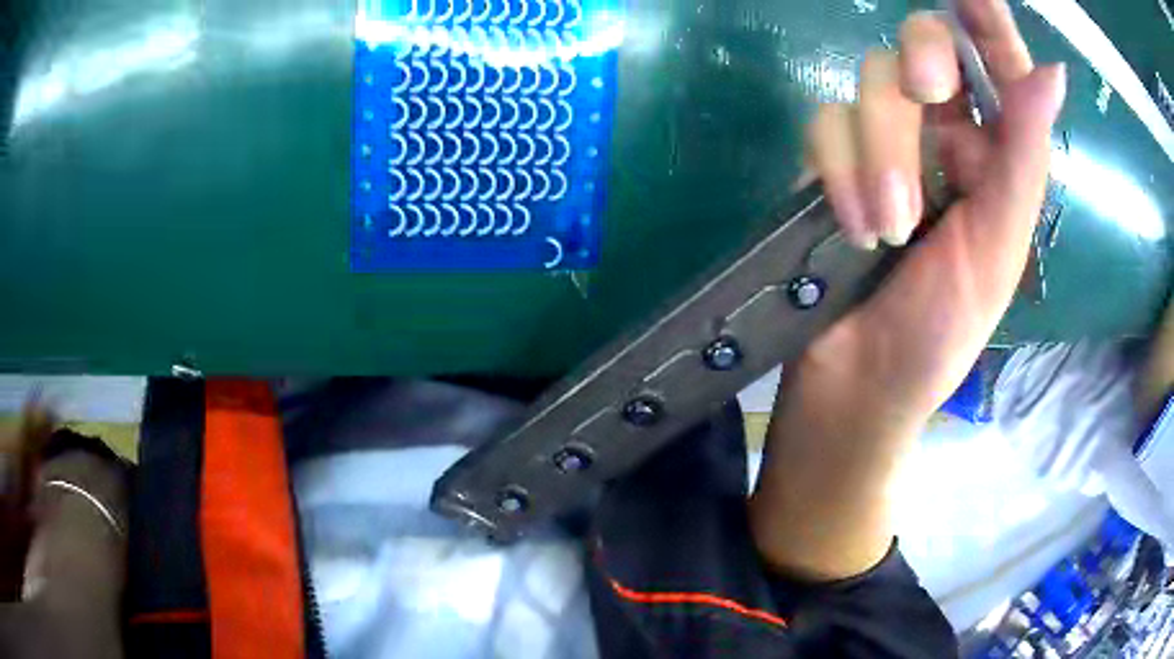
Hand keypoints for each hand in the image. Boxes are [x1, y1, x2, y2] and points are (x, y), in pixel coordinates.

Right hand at [750, 0, 1065, 580]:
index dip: (987, 24)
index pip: (995, 67)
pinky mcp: (830, 163)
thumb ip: (1024, 155)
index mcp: (992, 157)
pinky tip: (854, 225)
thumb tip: (1052, 71)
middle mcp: (939, 136)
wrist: (861, 379)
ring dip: (880, 153)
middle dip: (922, 63)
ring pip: (869, 87)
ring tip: (890, 231)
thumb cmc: (942, 331)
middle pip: (920, 50)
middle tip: (927, 96)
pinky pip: (824, 126)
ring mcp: (880, 145)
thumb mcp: (1000, 246)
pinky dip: (839, 171)